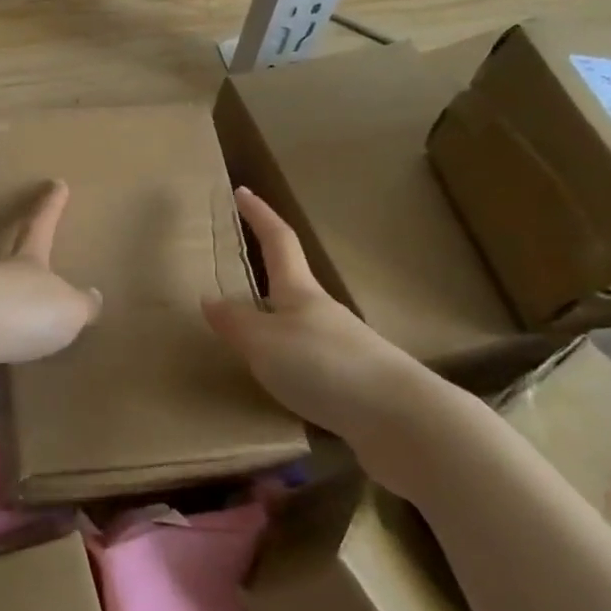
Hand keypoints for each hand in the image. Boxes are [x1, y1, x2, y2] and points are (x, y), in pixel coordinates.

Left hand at [0, 181, 101, 387]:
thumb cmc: (21, 311)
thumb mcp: (68, 309)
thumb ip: (81, 307)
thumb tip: (92, 299)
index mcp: (26, 265)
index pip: (41, 226)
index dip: (51, 206)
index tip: (56, 183)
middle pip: (7, 265)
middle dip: (18, 259)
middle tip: (26, 256)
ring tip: (7, 342)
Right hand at [203, 188, 440, 488]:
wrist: (401, 420)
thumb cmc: (324, 365)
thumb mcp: (264, 342)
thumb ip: (235, 323)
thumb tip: (210, 300)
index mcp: (300, 292)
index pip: (278, 240)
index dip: (259, 215)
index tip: (242, 191)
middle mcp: (322, 313)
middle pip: (290, 284)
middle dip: (264, 274)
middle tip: (234, 273)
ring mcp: (342, 348)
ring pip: (298, 327)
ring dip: (274, 325)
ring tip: (245, 340)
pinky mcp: (352, 384)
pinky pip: (309, 364)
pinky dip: (288, 365)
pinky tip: (277, 386)